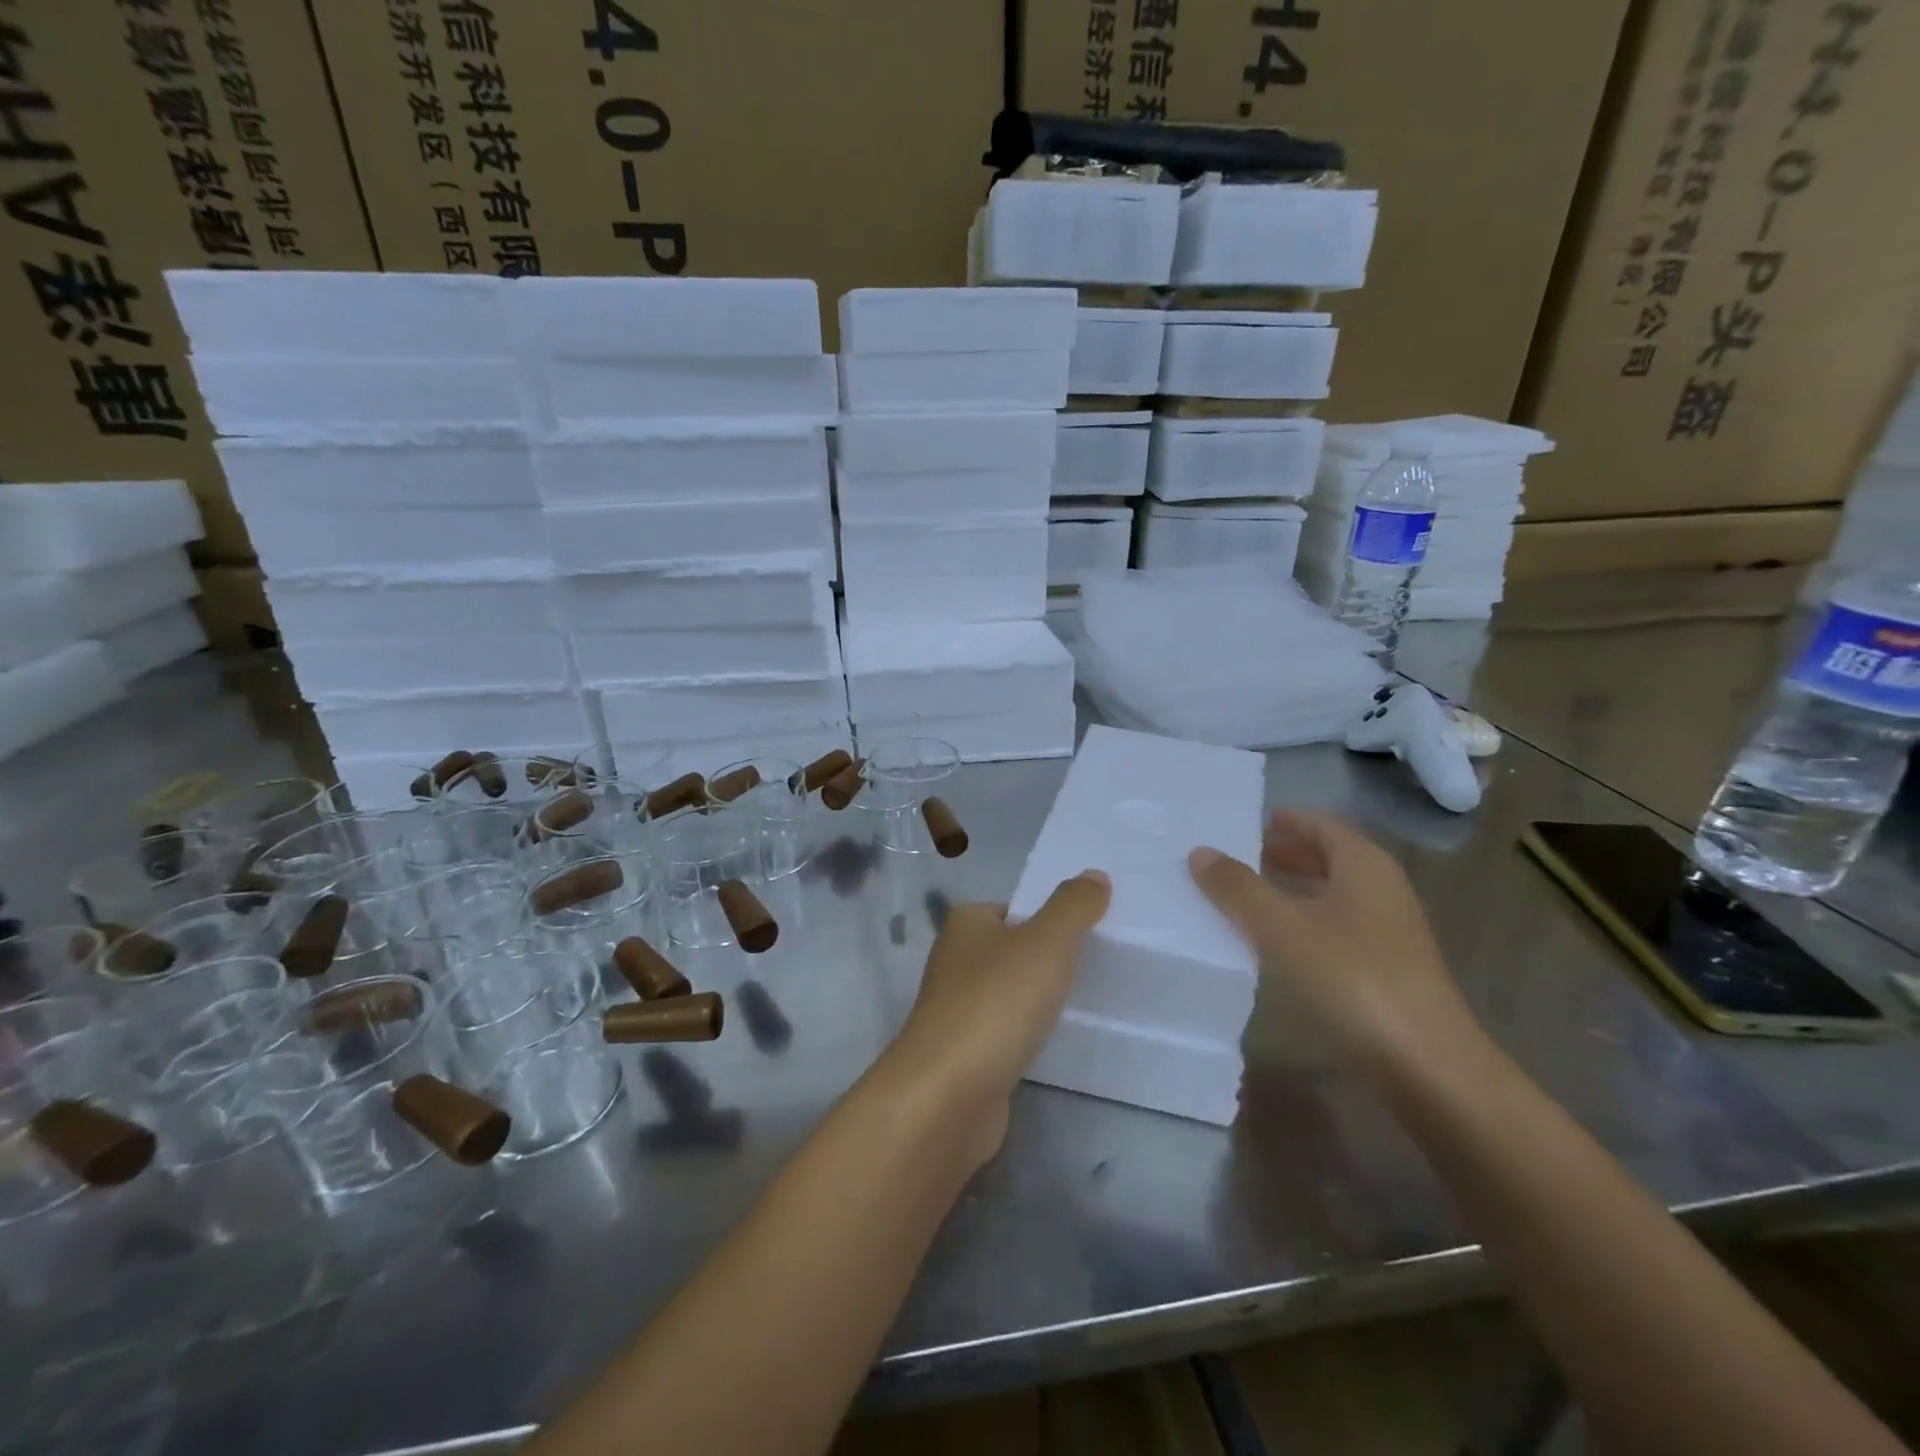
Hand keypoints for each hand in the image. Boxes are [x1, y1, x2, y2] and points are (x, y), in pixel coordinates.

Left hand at [887, 872, 1110, 1160]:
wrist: (947, 1094)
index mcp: (965, 924)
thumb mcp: (1046, 942)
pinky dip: (1025, 1036)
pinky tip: (1050, 1046)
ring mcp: (954, 1011)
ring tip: (1080, 1007)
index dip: (1047, 918)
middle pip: (1010, 951)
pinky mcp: (962, 1055)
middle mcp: (953, 961)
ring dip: (1035, 1001)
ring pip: (1006, 994)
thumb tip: (1094, 876)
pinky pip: (1003, 1033)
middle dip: (1045, 960)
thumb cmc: (997, 1002)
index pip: (1012, 909)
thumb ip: (1074, 906)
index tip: (1086, 935)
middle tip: (1093, 969)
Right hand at [1189, 811, 1483, 1078]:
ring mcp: (1388, 930)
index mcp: (1364, 865)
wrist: (1426, 1064)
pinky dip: (1303, 920)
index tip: (1240, 822)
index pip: (1319, 824)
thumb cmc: (1351, 978)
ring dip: (1290, 888)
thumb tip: (1200, 851)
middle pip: (1327, 856)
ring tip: (1246, 894)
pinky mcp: (1387, 968)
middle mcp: (1382, 888)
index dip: (1282, 820)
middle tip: (1234, 855)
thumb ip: (1238, 887)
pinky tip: (1276, 942)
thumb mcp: (1281, 928)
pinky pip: (1335, 926)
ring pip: (1331, 893)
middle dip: (1282, 853)